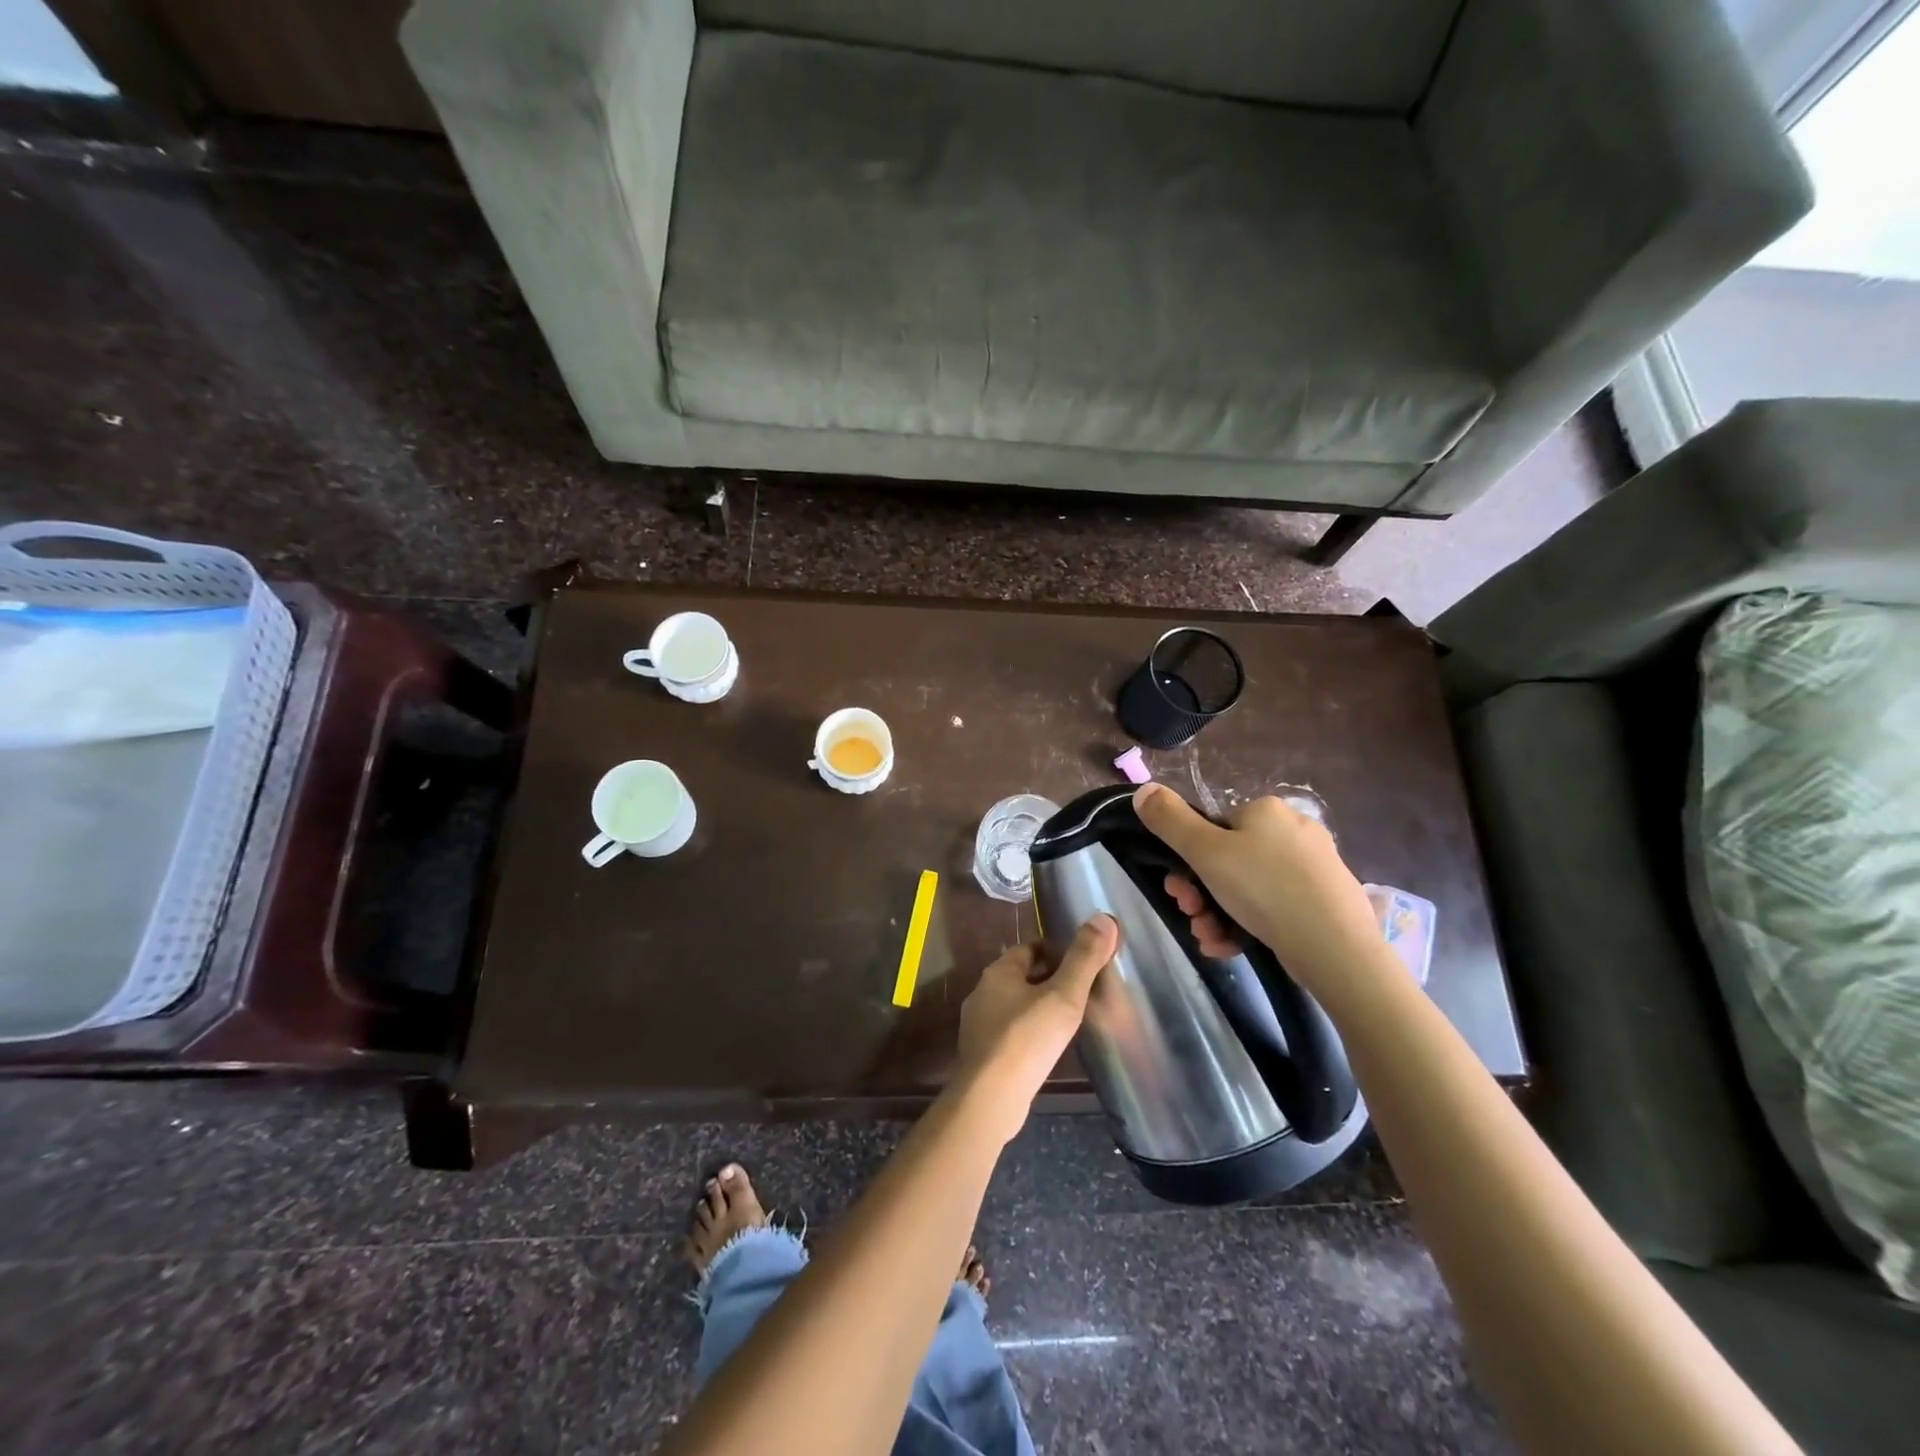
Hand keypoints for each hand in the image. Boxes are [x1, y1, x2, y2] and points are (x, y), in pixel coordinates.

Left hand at [950, 916, 1118, 1144]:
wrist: (990, 1099)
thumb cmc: (1027, 1040)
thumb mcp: (1063, 996)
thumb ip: (1084, 959)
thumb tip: (1104, 918)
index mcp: (998, 972)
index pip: (1030, 948)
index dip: (1057, 952)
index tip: (1082, 966)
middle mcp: (983, 992)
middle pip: (1021, 975)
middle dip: (1049, 979)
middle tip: (1081, 994)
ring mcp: (978, 1024)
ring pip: (1015, 1004)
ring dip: (1039, 1007)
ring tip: (1068, 1021)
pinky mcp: (982, 1053)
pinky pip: (1010, 1031)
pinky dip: (1029, 1032)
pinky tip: (1046, 1049)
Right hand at [1132, 783, 1382, 1000]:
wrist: (1336, 948)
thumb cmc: (1264, 890)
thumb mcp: (1205, 851)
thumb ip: (1169, 820)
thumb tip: (1143, 789)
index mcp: (1267, 810)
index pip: (1215, 828)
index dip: (1189, 860)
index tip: (1179, 889)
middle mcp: (1295, 831)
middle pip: (1229, 860)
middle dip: (1201, 893)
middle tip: (1192, 916)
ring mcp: (1314, 868)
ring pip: (1249, 889)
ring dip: (1218, 914)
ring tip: (1210, 939)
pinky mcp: (1327, 902)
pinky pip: (1275, 908)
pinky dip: (1248, 926)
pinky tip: (1232, 947)